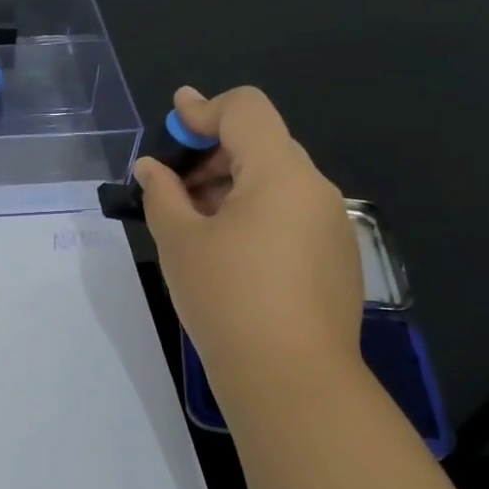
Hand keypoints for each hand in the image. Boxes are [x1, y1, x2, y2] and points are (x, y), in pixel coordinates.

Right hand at [137, 86, 363, 393]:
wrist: (291, 379)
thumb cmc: (226, 299)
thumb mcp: (179, 241)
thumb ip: (162, 193)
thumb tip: (152, 168)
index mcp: (280, 173)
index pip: (246, 109)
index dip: (203, 109)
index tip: (171, 125)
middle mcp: (315, 188)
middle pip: (261, 143)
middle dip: (212, 153)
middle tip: (172, 187)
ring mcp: (332, 224)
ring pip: (276, 180)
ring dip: (231, 185)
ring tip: (193, 223)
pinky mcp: (336, 256)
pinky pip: (290, 213)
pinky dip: (255, 213)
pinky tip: (227, 252)